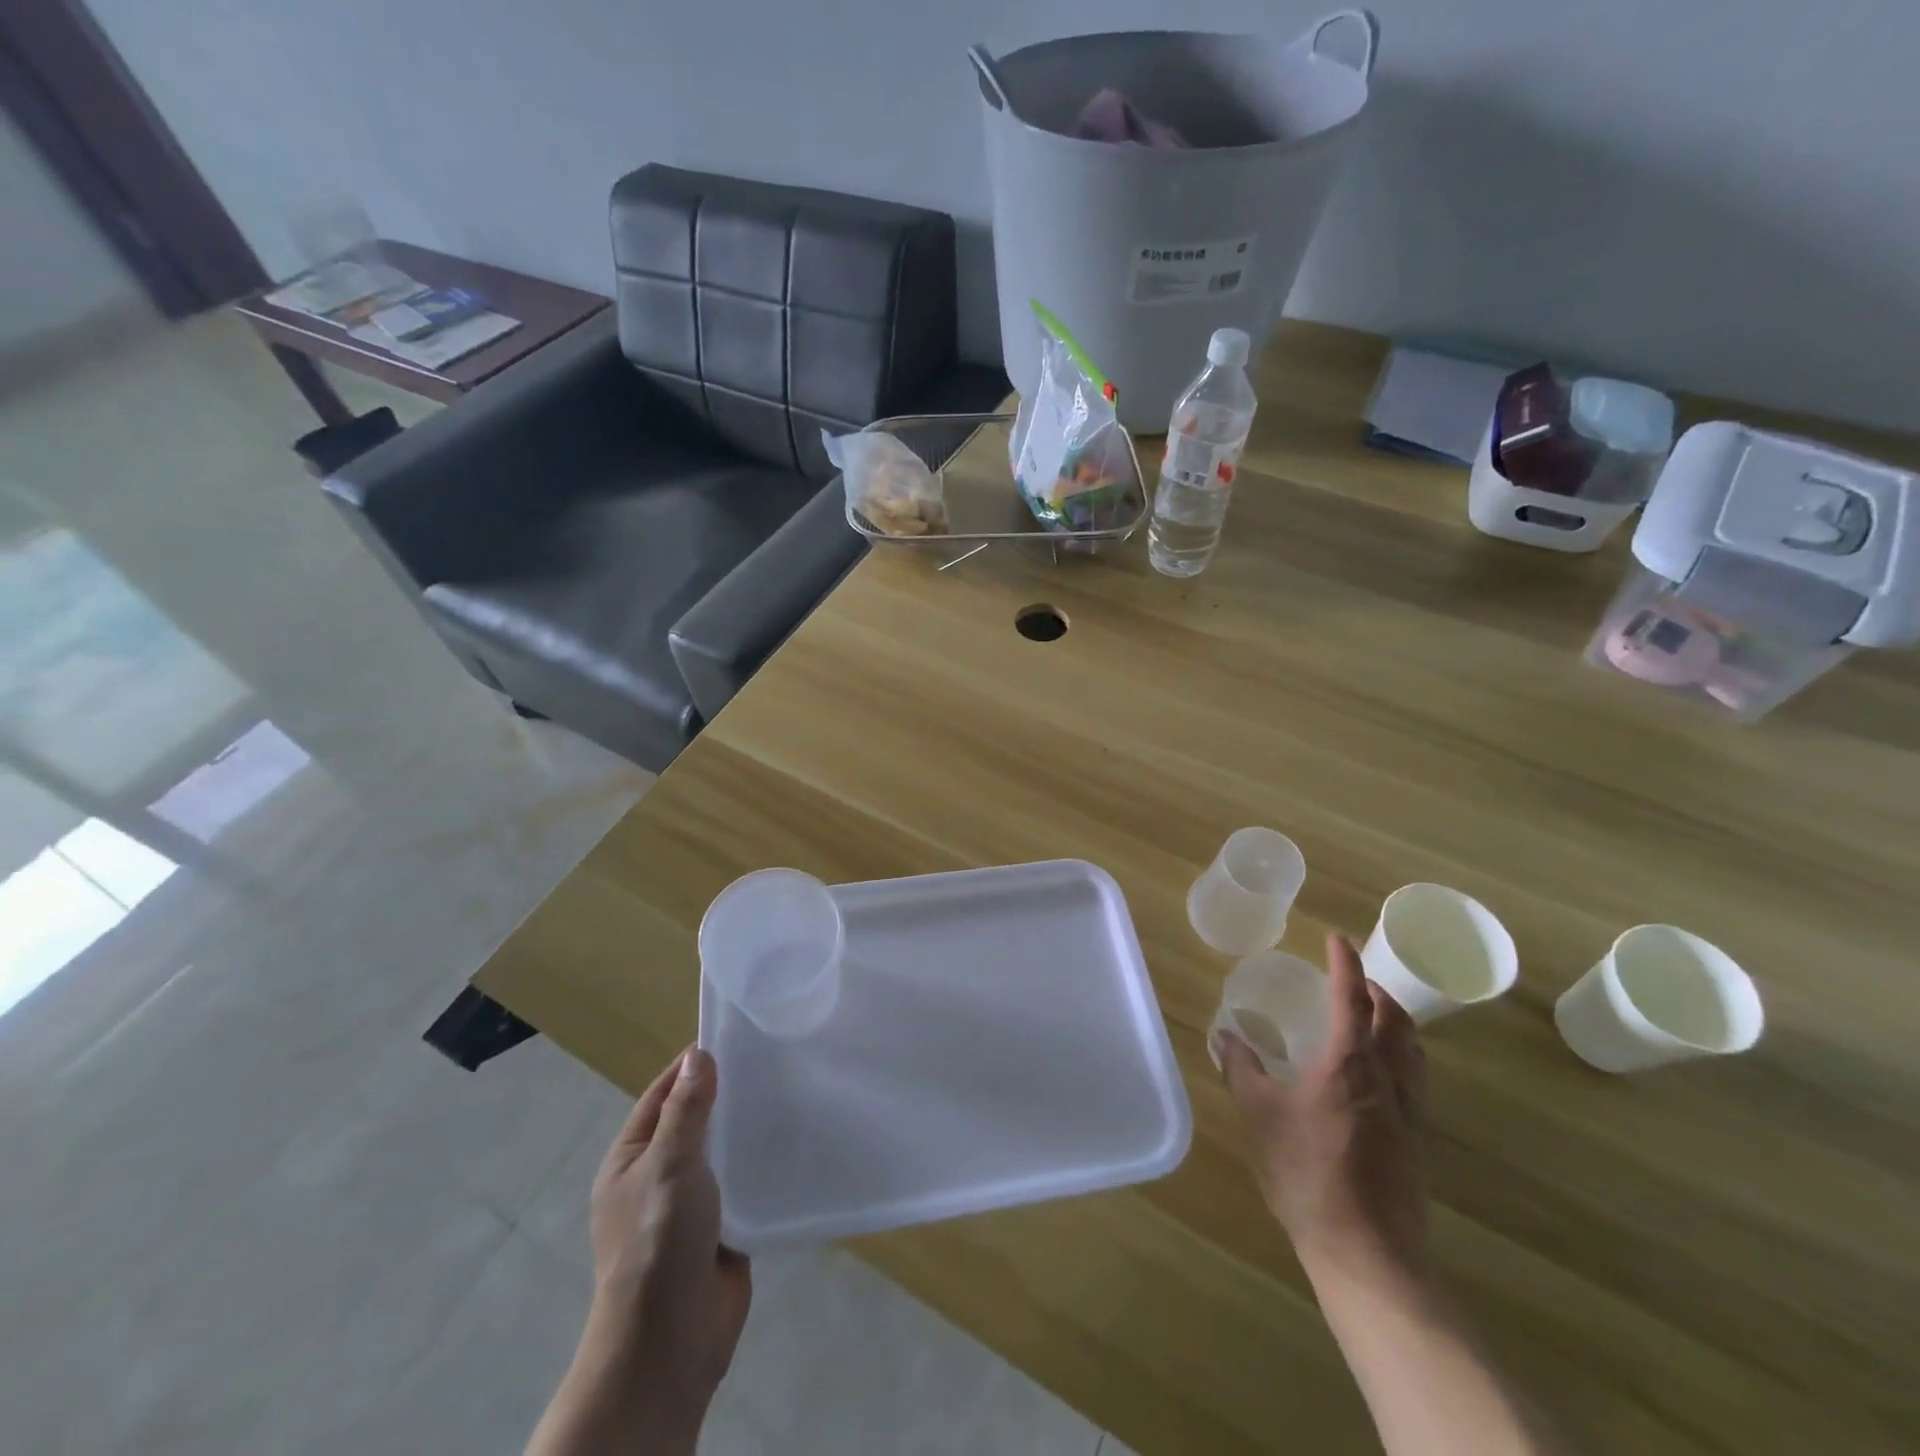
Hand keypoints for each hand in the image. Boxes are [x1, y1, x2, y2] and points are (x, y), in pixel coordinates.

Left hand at [584, 1047, 750, 1442]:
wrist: (670, 1341)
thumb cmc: (658, 1241)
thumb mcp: (669, 1164)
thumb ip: (687, 1110)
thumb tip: (699, 1054)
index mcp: (630, 1160)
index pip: (662, 1096)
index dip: (691, 1067)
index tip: (733, 1037)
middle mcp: (657, 1178)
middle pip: (694, 1122)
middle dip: (725, 1095)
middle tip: (772, 1061)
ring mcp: (690, 1206)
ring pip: (721, 1153)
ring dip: (745, 1130)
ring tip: (789, 1093)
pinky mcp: (721, 1230)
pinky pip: (742, 1185)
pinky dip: (760, 1165)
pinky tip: (792, 1143)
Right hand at [1220, 933, 1428, 1287]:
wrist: (1367, 1253)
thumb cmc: (1307, 1173)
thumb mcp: (1260, 1115)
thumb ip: (1242, 1069)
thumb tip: (1224, 1035)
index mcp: (1350, 1062)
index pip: (1352, 997)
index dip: (1345, 963)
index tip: (1338, 938)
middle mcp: (1388, 1078)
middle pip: (1396, 1020)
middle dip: (1377, 991)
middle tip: (1352, 980)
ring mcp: (1410, 1113)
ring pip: (1413, 1051)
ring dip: (1395, 1023)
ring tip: (1371, 1020)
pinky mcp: (1418, 1143)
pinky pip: (1415, 1081)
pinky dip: (1400, 1058)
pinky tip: (1377, 1078)